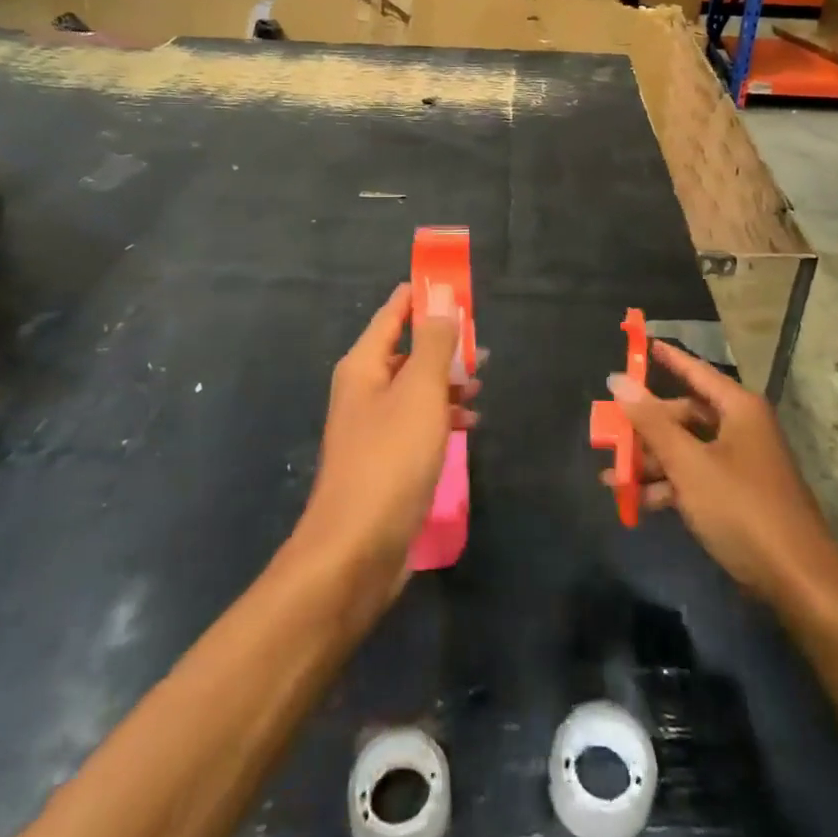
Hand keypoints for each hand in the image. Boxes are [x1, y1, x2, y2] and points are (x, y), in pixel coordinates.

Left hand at [294, 283, 477, 607]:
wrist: (356, 551)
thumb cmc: (389, 460)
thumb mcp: (419, 392)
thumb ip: (433, 343)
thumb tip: (441, 298)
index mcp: (363, 366)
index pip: (393, 313)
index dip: (422, 295)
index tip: (455, 285)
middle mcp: (363, 391)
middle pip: (406, 351)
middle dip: (443, 345)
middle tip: (481, 347)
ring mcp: (372, 428)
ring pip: (414, 389)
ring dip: (447, 384)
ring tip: (480, 387)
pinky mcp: (385, 462)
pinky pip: (417, 424)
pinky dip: (442, 418)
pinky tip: (469, 426)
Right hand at [603, 341, 837, 609]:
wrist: (798, 582)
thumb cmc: (742, 509)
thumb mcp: (689, 464)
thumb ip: (651, 422)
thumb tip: (618, 380)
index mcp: (738, 409)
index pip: (696, 371)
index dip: (667, 358)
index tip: (641, 344)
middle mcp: (742, 428)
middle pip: (684, 415)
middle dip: (646, 426)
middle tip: (609, 431)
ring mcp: (742, 463)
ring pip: (687, 449)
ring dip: (652, 461)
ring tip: (612, 476)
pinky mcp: (739, 496)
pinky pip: (696, 477)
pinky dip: (670, 485)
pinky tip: (639, 501)